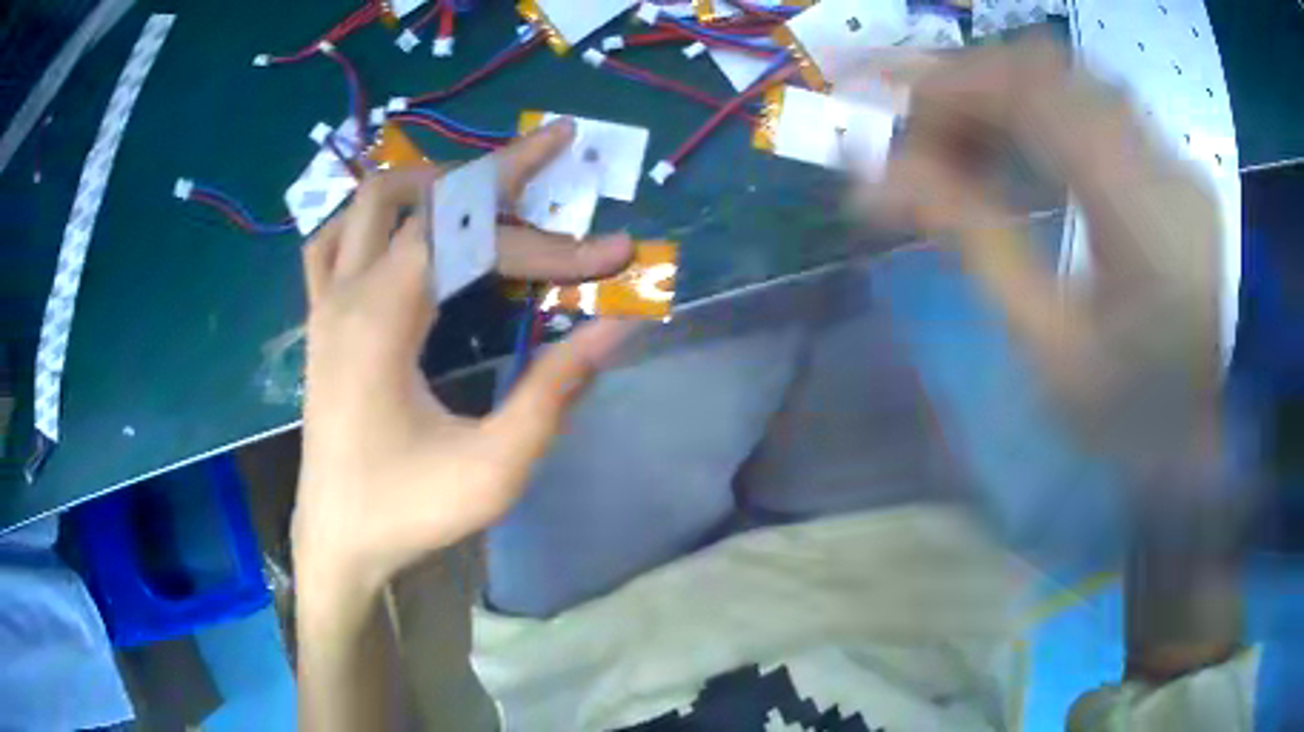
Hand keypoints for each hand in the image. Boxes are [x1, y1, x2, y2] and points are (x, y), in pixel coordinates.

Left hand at [292, 119, 635, 602]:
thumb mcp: (494, 468)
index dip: (552, 240)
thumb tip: (617, 325)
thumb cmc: (408, 512)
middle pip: (420, 193)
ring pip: (368, 201)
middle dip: (494, 173)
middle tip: (549, 171)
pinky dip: (376, 216)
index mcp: (383, 321)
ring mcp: (325, 302)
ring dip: (431, 184)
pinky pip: (334, 237)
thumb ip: (554, 390)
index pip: (471, 237)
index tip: (618, 252)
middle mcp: (347, 293)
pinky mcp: (318, 320)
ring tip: (485, 200)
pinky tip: (406, 233)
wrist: (336, 541)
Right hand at [858, 37, 1223, 461]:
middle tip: (915, 132)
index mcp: (1138, 210)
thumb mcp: (1054, 351)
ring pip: (1064, 77)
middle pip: (1041, 66)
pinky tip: (1012, 150)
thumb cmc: (1139, 414)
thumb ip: (977, 245)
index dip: (944, 84)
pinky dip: (1034, 111)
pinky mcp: (1169, 163)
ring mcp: (1168, 153)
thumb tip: (883, 181)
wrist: (1224, 423)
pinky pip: (1087, 104)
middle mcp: (1157, 156)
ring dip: (997, 95)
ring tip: (956, 143)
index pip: (1027, 92)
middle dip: (964, 85)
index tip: (880, 110)